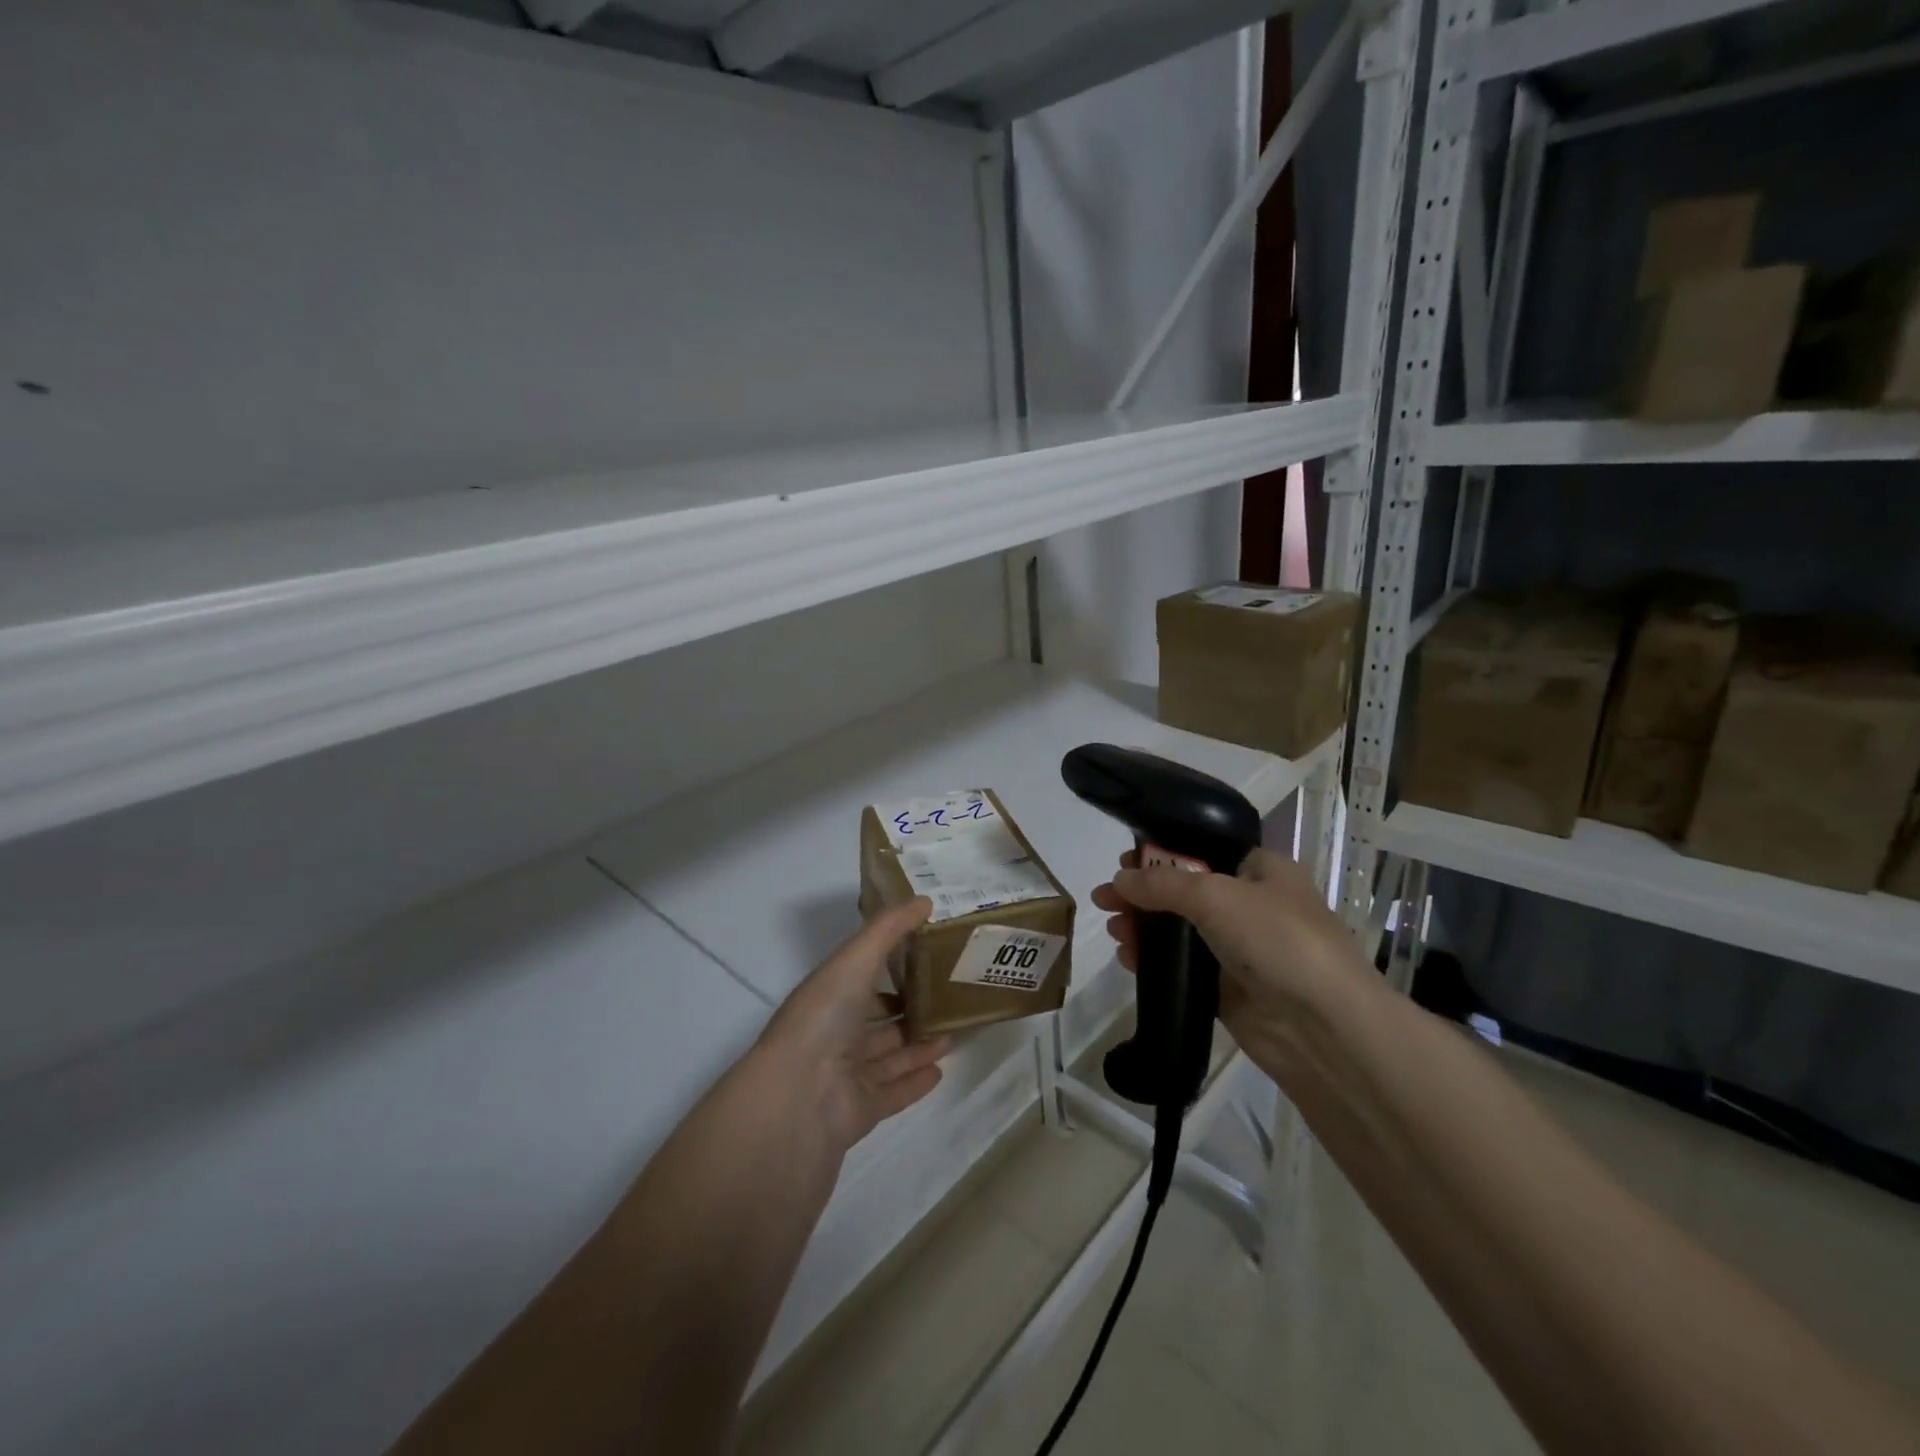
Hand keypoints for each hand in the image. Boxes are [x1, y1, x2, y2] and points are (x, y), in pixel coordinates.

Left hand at [754, 897, 950, 1156]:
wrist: (798, 1099)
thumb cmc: (823, 1018)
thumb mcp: (855, 959)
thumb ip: (889, 929)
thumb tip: (925, 899)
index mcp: (828, 995)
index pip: (861, 976)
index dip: (890, 964)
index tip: (927, 952)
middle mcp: (835, 1033)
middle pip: (877, 1018)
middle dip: (909, 1007)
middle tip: (949, 995)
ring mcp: (846, 1074)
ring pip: (889, 1054)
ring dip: (918, 1043)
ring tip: (954, 1030)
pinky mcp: (860, 1111)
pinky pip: (894, 1092)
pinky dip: (915, 1080)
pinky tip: (941, 1068)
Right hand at [1090, 847, 1372, 1080]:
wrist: (1322, 1026)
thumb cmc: (1277, 939)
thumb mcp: (1216, 895)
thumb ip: (1162, 884)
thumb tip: (1118, 881)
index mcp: (1261, 870)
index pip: (1203, 851)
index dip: (1162, 854)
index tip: (1125, 863)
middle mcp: (1251, 904)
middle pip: (1184, 890)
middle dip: (1143, 894)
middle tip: (1106, 900)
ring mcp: (1239, 948)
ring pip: (1179, 930)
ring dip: (1143, 927)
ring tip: (1114, 931)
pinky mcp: (1226, 988)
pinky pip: (1181, 966)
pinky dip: (1154, 960)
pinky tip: (1128, 958)